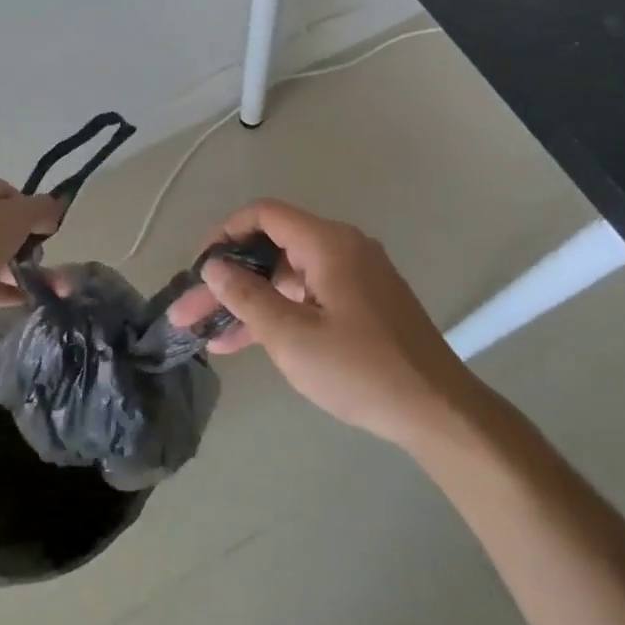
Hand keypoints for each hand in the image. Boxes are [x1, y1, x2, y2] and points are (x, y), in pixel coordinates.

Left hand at [0, 175, 61, 328]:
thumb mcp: (14, 217)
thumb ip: (41, 209)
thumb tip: (54, 209)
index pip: (10, 193)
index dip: (33, 211)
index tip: (49, 234)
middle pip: (0, 224)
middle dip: (27, 244)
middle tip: (46, 263)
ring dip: (17, 269)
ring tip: (45, 289)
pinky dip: (0, 288)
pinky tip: (24, 300)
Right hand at [167, 200, 474, 447]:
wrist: (437, 409)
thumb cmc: (360, 369)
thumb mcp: (292, 336)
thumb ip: (247, 296)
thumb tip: (213, 267)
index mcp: (328, 243)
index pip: (264, 215)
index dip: (224, 234)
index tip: (197, 268)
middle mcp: (342, 248)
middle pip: (271, 249)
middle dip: (227, 280)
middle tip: (188, 312)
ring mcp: (354, 276)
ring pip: (287, 277)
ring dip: (248, 301)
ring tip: (205, 333)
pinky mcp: (361, 303)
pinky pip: (308, 296)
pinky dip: (278, 313)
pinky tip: (243, 341)